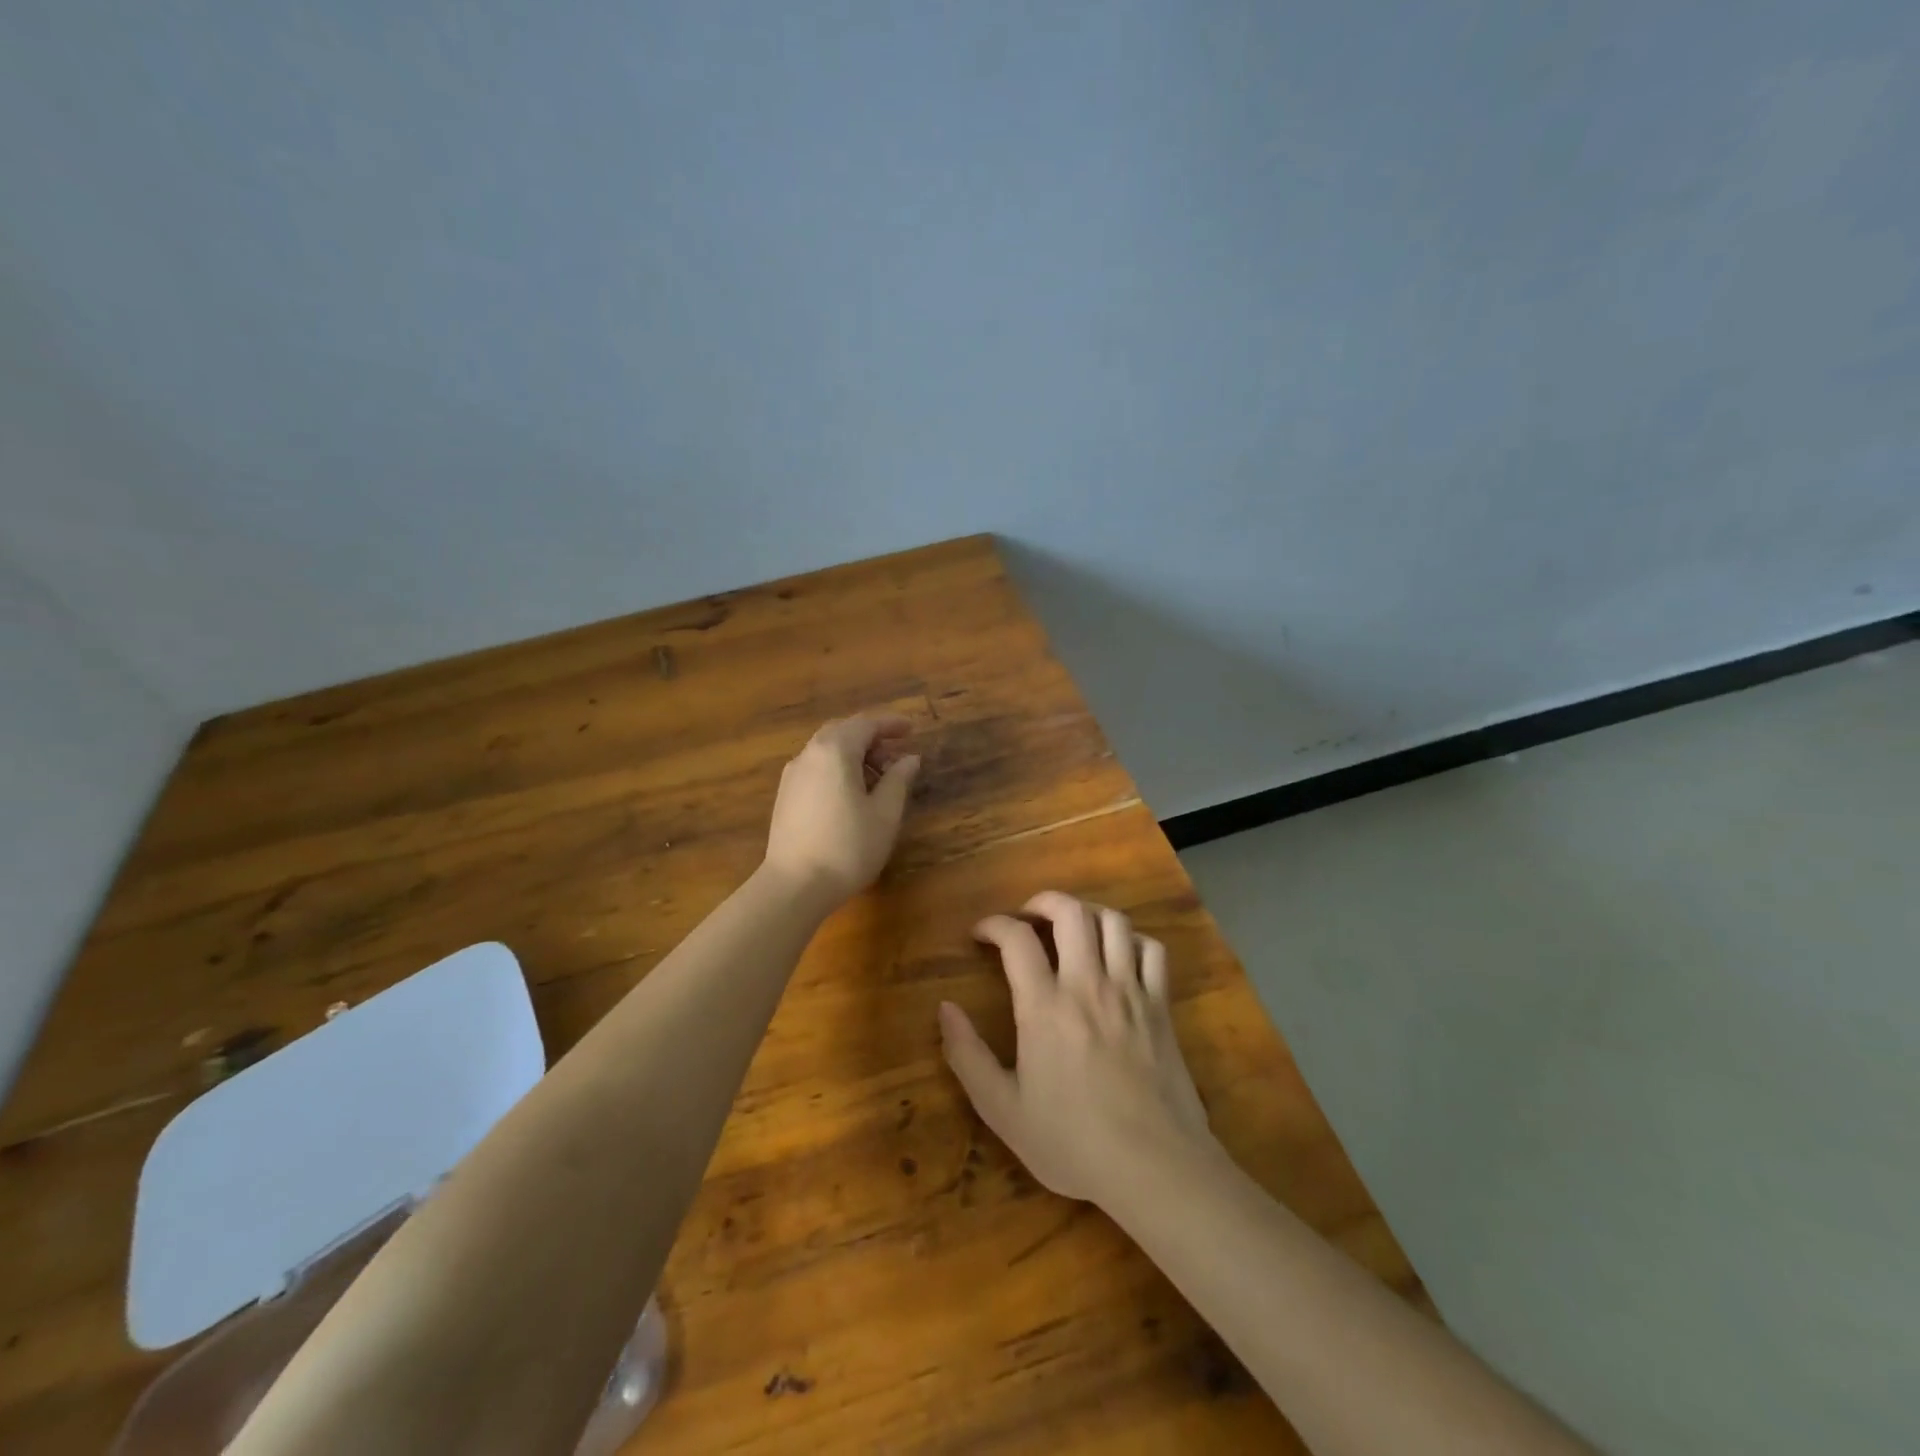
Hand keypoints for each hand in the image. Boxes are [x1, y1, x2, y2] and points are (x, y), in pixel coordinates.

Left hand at [763, 714, 919, 907]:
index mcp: (835, 751)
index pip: (865, 724)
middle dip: (871, 738)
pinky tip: (852, 794)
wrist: (795, 886)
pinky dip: (838, 769)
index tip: (912, 729)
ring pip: (827, 750)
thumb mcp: (885, 813)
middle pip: (843, 732)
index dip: (891, 724)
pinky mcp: (786, 795)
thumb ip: (898, 779)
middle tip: (896, 756)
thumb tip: (909, 758)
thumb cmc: (848, 847)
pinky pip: (816, 767)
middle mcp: (809, 754)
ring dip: (854, 755)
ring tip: (879, 779)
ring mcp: (793, 775)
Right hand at [939, 891, 1212, 1206]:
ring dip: (1087, 913)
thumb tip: (944, 1009)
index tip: (980, 934)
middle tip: (1027, 918)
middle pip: (1069, 912)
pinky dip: (1133, 940)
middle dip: (1042, 902)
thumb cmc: (1073, 1142)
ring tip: (1072, 929)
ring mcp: (1130, 991)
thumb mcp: (1003, 1111)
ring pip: (1113, 921)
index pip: (1015, 939)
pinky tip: (1119, 956)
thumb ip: (967, 1056)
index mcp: (1045, 1007)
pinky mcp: (1161, 1006)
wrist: (1155, 1168)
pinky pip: (1152, 950)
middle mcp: (1088, 985)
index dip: (993, 925)